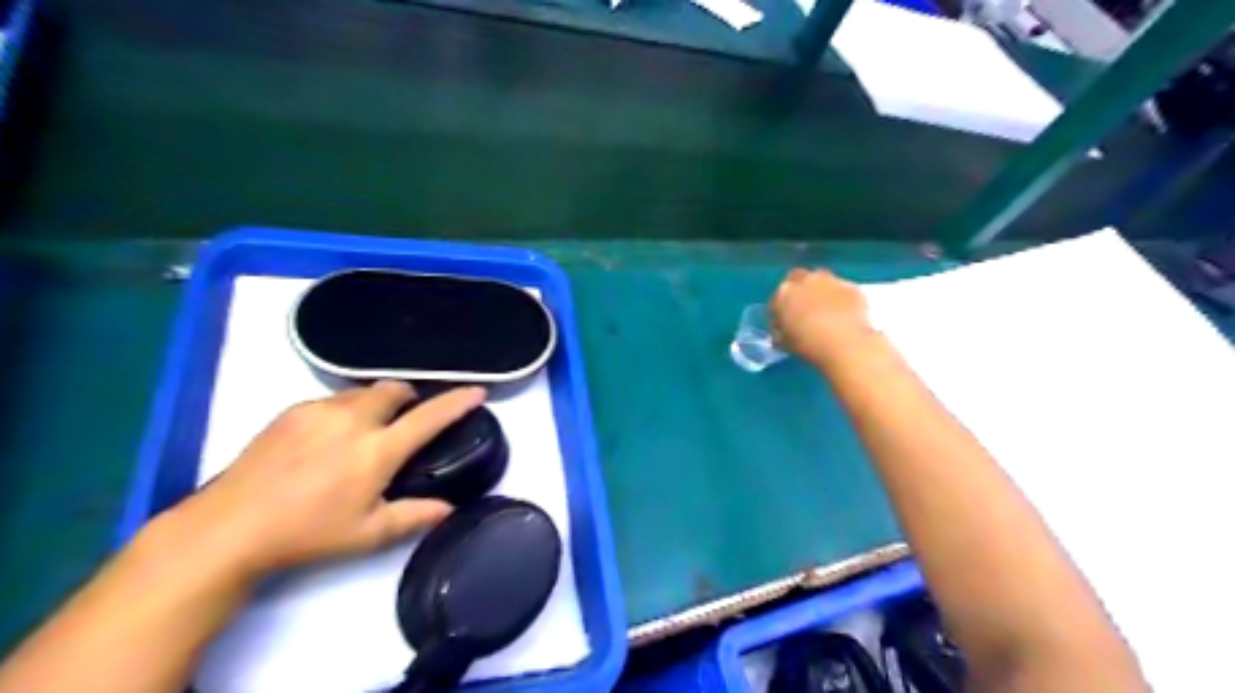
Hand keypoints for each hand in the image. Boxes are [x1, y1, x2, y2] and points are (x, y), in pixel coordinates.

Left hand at [155, 382, 482, 577]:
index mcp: (377, 451)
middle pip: (394, 389)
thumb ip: (415, 517)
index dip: (458, 402)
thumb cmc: (307, 533)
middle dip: (409, 397)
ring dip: (376, 403)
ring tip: (366, 430)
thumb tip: (448, 508)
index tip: (477, 392)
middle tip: (406, 419)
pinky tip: (329, 437)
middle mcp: (353, 421)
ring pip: (362, 392)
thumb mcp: (368, 534)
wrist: (229, 528)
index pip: (429, 417)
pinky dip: (344, 410)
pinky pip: (331, 400)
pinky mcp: (291, 412)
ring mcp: (319, 412)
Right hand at [768, 268, 870, 366]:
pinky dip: (840, 299)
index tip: (784, 323)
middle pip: (798, 278)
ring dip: (820, 291)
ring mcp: (831, 281)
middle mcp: (806, 280)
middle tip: (803, 309)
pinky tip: (843, 314)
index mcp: (784, 293)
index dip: (780, 311)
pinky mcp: (852, 287)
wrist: (845, 345)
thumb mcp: (784, 343)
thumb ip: (780, 333)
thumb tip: (782, 332)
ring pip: (822, 280)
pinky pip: (842, 290)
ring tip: (825, 310)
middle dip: (799, 290)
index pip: (777, 298)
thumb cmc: (808, 345)